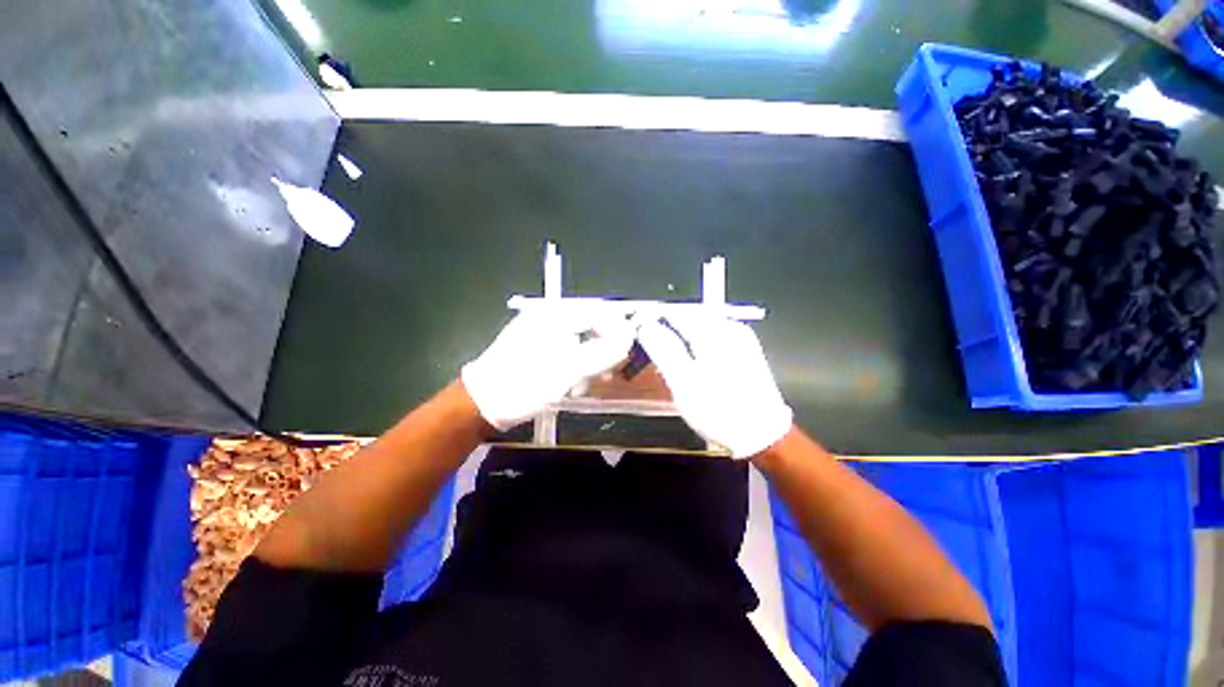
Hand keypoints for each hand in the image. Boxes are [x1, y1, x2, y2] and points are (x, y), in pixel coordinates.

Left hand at [462, 311, 634, 429]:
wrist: (482, 402)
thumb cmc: (525, 383)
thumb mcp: (569, 370)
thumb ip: (603, 353)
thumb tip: (628, 340)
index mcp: (555, 315)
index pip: (599, 313)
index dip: (618, 331)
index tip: (626, 354)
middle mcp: (549, 318)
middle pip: (590, 327)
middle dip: (603, 350)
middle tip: (607, 373)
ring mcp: (541, 332)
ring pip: (580, 341)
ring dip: (589, 362)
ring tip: (586, 384)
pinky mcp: (536, 347)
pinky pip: (566, 350)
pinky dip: (575, 365)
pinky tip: (571, 383)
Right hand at [636, 312, 791, 458]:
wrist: (763, 435)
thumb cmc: (719, 410)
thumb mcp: (684, 382)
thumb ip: (664, 349)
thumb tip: (646, 324)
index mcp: (713, 330)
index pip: (673, 313)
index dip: (652, 323)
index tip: (639, 341)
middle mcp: (728, 326)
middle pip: (687, 319)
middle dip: (667, 334)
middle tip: (656, 360)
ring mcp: (739, 337)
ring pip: (698, 330)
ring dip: (681, 343)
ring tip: (674, 368)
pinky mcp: (744, 350)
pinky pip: (711, 340)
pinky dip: (696, 350)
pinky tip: (694, 369)